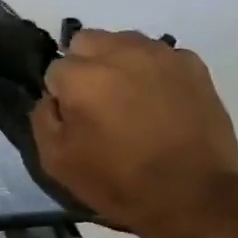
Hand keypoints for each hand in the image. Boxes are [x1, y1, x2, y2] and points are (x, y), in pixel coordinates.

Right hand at [32, 29, 237, 236]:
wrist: (193, 196)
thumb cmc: (119, 182)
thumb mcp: (58, 163)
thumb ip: (43, 119)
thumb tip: (52, 98)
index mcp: (82, 76)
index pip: (55, 69)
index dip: (61, 97)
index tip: (75, 121)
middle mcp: (120, 52)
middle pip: (87, 42)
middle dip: (85, 66)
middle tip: (98, 104)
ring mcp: (160, 54)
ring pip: (124, 42)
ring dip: (119, 63)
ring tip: (131, 101)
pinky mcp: (192, 64)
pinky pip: (160, 56)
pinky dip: (154, 72)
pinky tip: (162, 103)